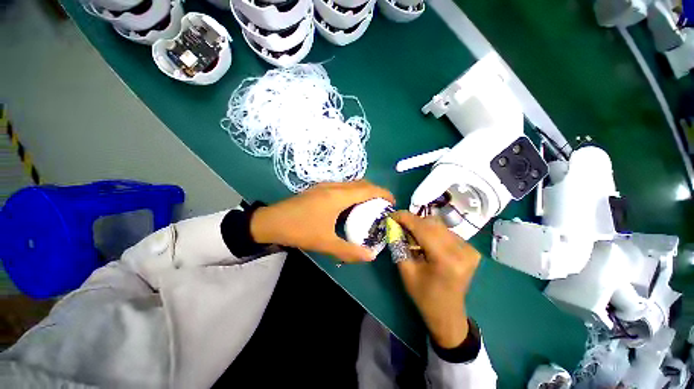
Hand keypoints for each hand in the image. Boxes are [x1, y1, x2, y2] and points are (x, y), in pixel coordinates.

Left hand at [250, 181, 394, 262]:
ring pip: (351, 184)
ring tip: (368, 206)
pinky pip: (342, 186)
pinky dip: (352, 192)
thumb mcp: (325, 243)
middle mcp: (334, 186)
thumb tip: (371, 256)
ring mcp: (325, 185)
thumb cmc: (299, 230)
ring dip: (363, 191)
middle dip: (375, 192)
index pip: (368, 189)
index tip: (393, 202)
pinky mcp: (319, 188)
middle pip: (361, 183)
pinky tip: (350, 206)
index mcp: (338, 196)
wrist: (270, 221)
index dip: (383, 193)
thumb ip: (349, 250)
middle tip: (382, 206)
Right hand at [390, 211, 480, 348]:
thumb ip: (398, 244)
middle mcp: (462, 251)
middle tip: (399, 224)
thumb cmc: (424, 296)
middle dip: (412, 221)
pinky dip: (431, 231)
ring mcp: (469, 249)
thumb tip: (393, 225)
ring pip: (439, 225)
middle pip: (432, 224)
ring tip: (410, 233)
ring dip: (421, 225)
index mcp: (446, 259)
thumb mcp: (406, 271)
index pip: (423, 228)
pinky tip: (424, 240)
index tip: (392, 214)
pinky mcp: (470, 249)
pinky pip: (445, 231)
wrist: (447, 313)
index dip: (405, 218)